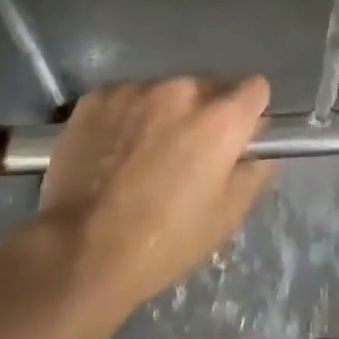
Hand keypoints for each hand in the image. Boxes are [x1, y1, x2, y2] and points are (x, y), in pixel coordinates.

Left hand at [36, 76, 274, 334]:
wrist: (79, 251)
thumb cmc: (164, 241)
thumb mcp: (226, 216)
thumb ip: (254, 170)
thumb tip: (258, 147)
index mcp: (221, 117)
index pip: (256, 88)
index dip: (249, 113)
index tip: (236, 138)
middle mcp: (182, 89)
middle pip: (208, 87)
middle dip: (205, 113)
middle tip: (186, 155)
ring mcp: (136, 89)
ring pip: (165, 92)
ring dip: (164, 113)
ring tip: (142, 156)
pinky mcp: (98, 96)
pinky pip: (126, 98)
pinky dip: (127, 117)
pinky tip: (112, 153)